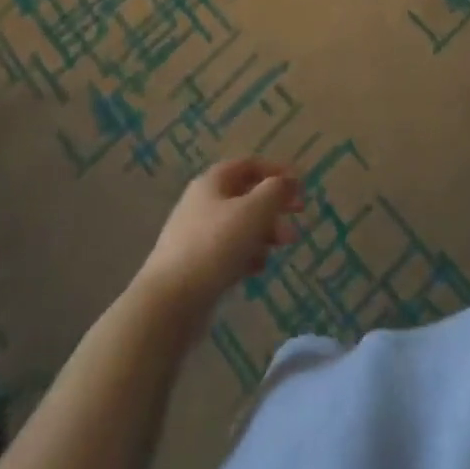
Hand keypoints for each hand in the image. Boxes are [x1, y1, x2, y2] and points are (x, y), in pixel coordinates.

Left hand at [135, 158, 304, 319]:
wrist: (169, 303)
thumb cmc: (215, 246)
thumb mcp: (254, 211)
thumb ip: (276, 191)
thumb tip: (289, 181)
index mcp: (213, 182)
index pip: (250, 165)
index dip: (277, 171)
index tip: (300, 187)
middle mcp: (203, 203)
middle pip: (246, 196)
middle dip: (275, 206)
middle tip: (299, 218)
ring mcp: (196, 235)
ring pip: (240, 225)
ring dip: (265, 232)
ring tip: (282, 247)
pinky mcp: (196, 266)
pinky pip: (229, 252)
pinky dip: (248, 255)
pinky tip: (258, 269)